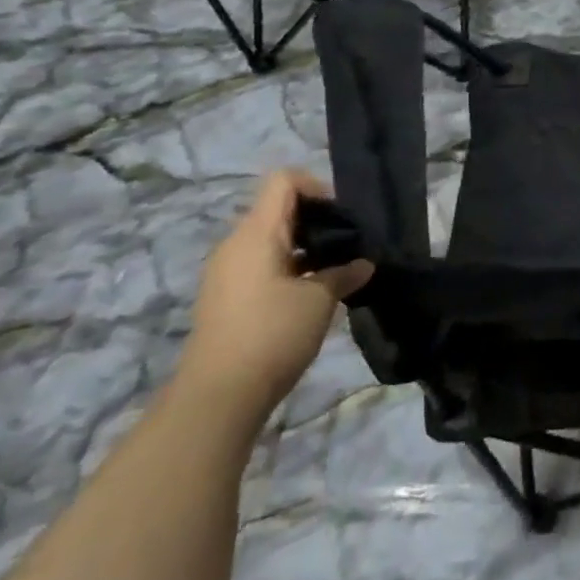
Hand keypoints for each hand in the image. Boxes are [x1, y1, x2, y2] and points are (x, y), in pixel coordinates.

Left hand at [175, 170, 372, 425]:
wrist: (216, 397)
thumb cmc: (272, 334)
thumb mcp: (319, 300)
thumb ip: (343, 274)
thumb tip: (363, 265)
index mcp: (257, 233)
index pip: (284, 181)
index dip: (317, 187)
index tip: (343, 216)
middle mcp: (236, 245)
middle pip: (278, 210)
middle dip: (316, 221)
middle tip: (347, 245)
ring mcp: (226, 272)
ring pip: (270, 240)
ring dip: (303, 248)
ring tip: (333, 272)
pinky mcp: (224, 298)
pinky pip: (259, 265)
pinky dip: (287, 268)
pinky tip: (310, 295)